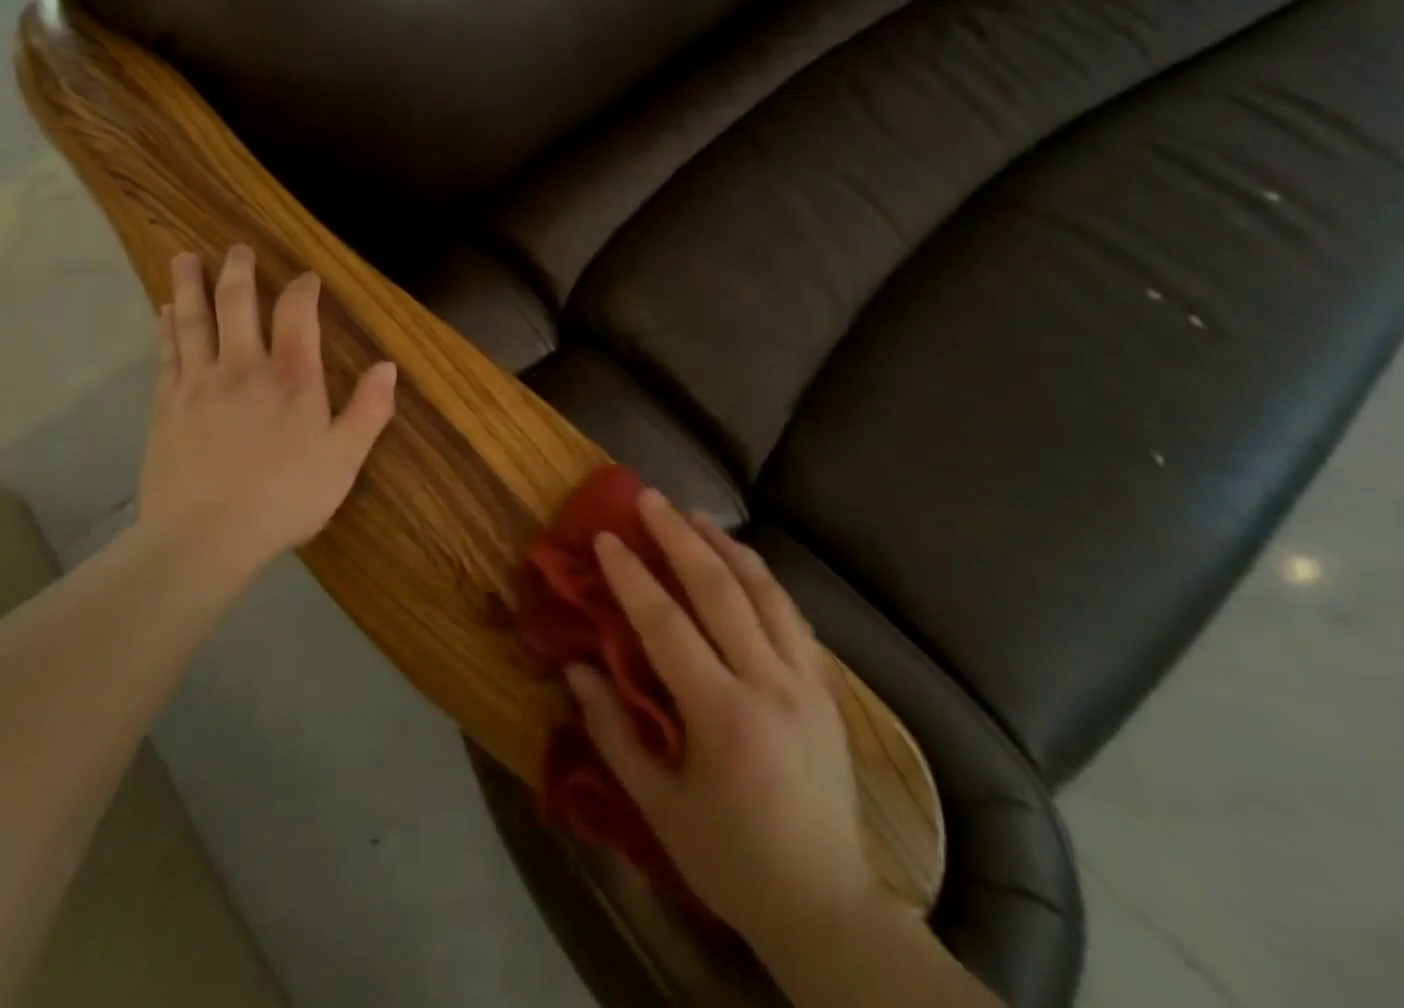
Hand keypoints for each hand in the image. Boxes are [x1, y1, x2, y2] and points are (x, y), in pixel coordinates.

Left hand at [137, 246, 396, 579]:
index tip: (306, 277)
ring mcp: (199, 383)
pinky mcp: (166, 405)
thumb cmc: (285, 498)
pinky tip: (163, 312)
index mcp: (292, 377)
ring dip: (191, 286)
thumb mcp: (343, 460)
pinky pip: (167, 353)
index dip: (303, 288)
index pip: (297, 313)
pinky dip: (167, 327)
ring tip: (185, 258)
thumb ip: (369, 410)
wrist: (203, 538)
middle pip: (237, 303)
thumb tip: (388, 365)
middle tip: (237, 248)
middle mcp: (243, 366)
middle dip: (239, 271)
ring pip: (193, 320)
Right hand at [564, 492, 879, 956]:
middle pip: (721, 589)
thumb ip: (614, 732)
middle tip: (650, 498)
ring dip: (727, 545)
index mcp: (722, 716)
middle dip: (679, 537)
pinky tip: (743, 563)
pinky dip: (763, 579)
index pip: (667, 625)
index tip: (605, 537)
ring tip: (695, 515)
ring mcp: (806, 681)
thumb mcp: (659, 807)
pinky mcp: (827, 688)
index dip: (632, 576)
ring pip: (766, 590)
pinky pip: (792, 615)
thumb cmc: (731, 859)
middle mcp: (769, 684)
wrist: (826, 905)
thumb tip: (576, 668)